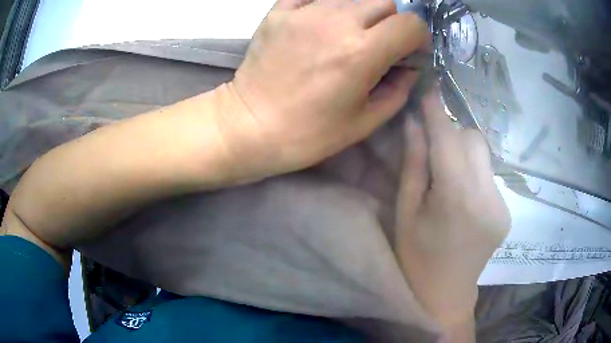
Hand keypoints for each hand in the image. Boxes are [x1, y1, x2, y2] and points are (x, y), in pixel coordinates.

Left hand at [217, 0, 426, 177]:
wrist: (252, 125)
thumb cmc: (309, 133)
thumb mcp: (366, 120)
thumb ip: (399, 88)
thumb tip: (411, 66)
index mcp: (362, 52)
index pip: (411, 23)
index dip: (417, 37)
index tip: (408, 51)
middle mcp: (337, 22)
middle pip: (385, 2)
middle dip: (392, 22)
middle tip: (380, 43)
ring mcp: (305, 12)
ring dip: (362, 13)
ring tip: (349, 35)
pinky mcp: (281, 11)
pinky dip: (329, 5)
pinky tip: (323, 23)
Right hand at [395, 90, 510, 328]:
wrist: (444, 296)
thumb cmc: (416, 257)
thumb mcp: (406, 211)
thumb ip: (414, 164)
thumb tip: (414, 123)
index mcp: (456, 197)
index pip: (448, 138)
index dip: (437, 111)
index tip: (429, 88)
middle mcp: (486, 196)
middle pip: (473, 140)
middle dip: (452, 135)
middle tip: (433, 150)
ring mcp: (502, 204)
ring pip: (483, 156)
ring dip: (464, 154)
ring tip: (448, 179)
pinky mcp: (507, 212)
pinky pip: (490, 176)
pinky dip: (475, 174)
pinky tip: (463, 198)